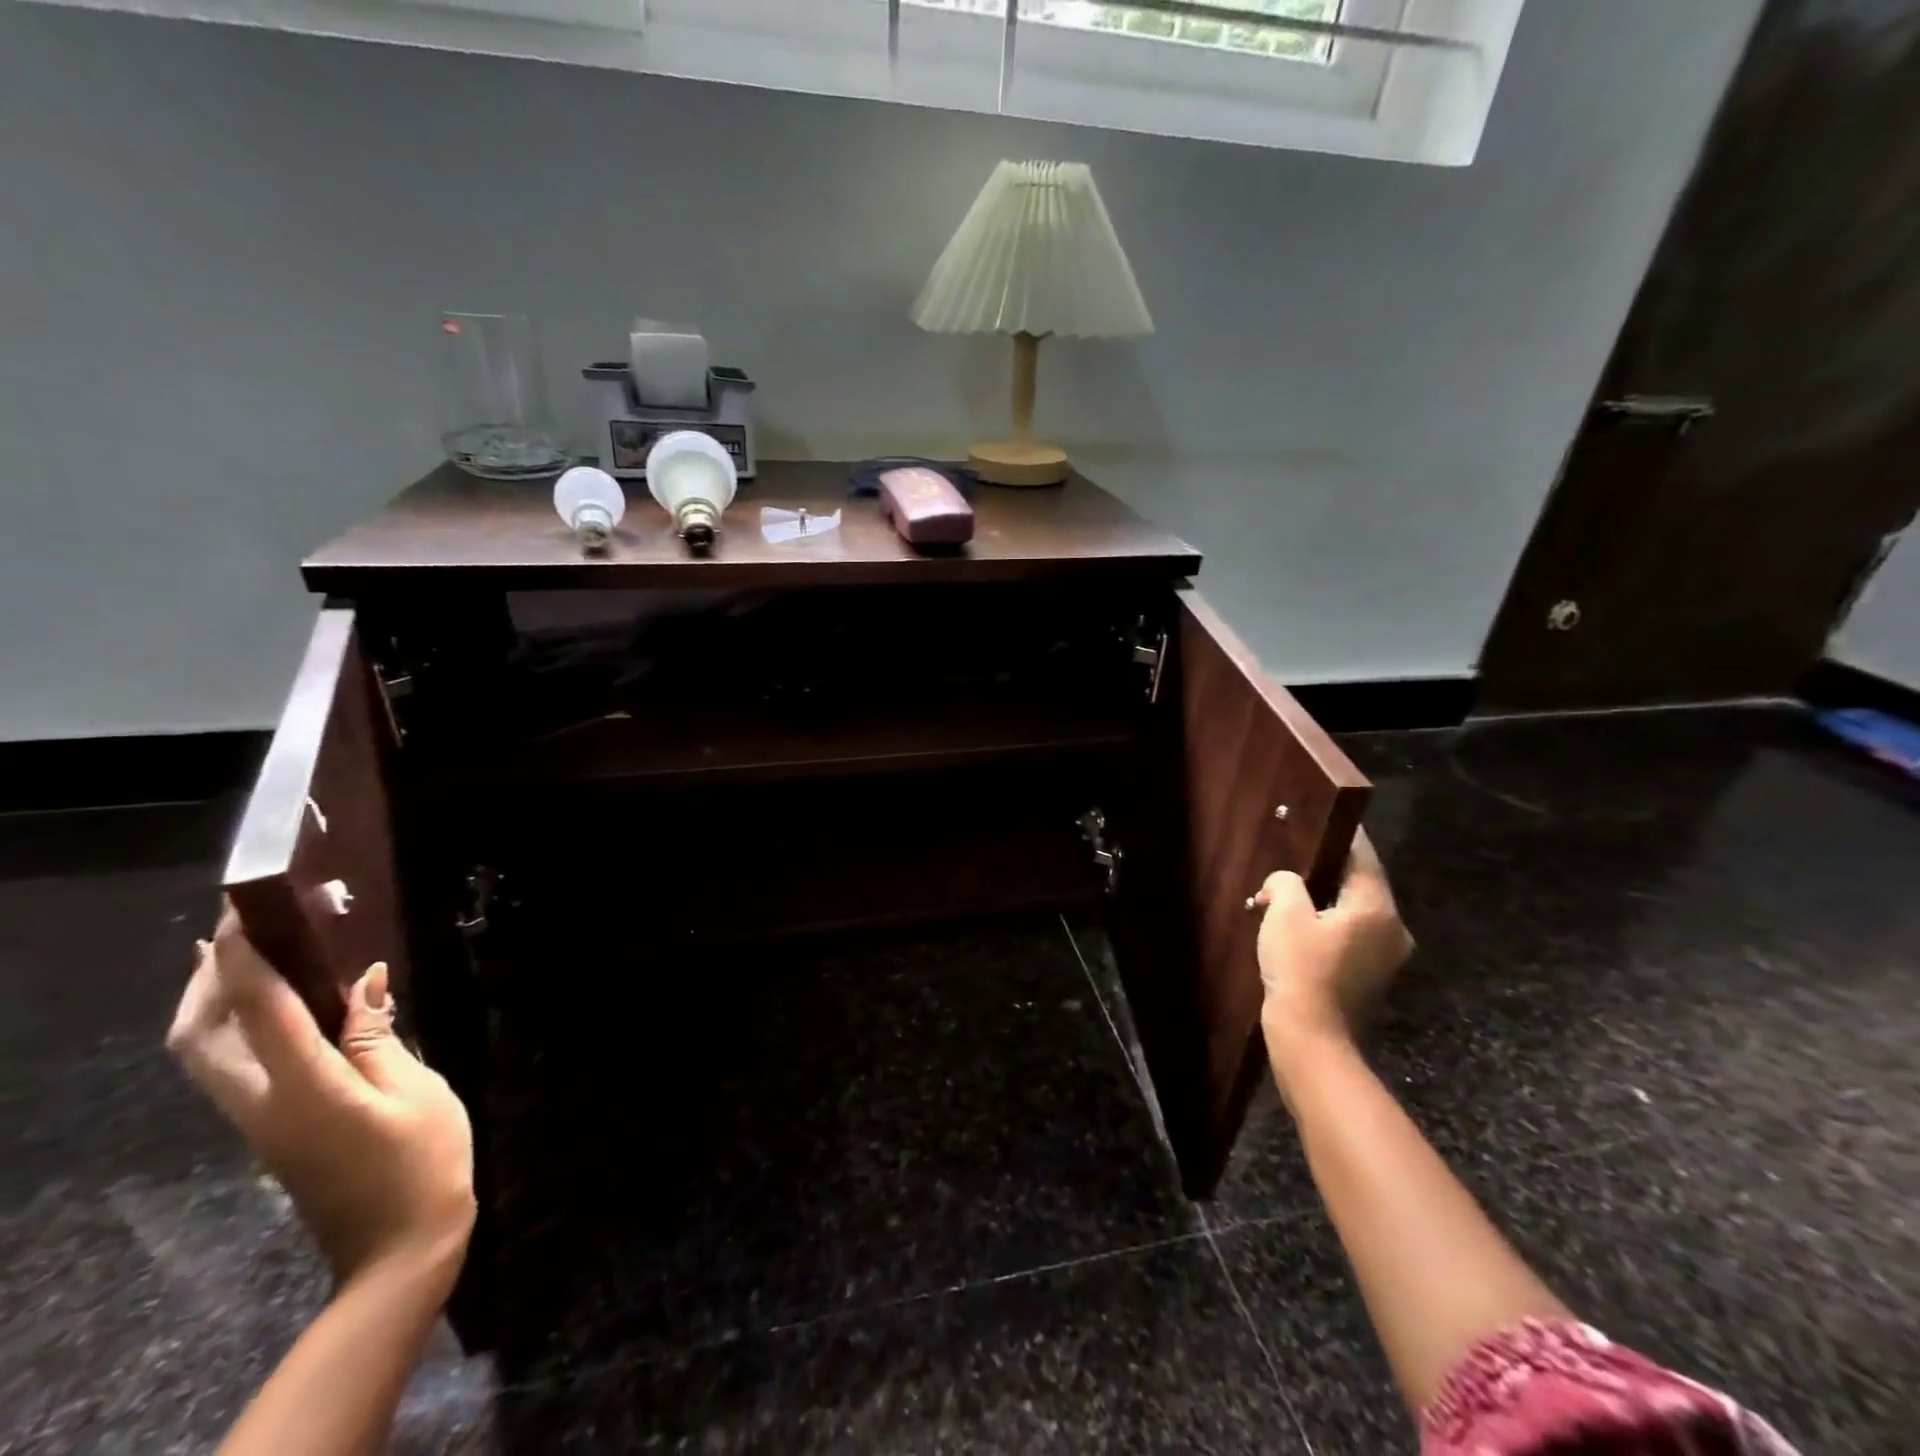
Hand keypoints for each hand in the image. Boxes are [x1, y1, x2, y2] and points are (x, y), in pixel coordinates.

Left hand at [168, 906, 475, 1288]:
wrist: (397, 1246)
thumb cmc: (421, 1160)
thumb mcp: (415, 1090)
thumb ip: (379, 1036)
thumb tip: (365, 982)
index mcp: (304, 1088)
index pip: (260, 1009)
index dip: (249, 957)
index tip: (249, 912)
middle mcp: (264, 1104)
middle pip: (201, 1038)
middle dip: (207, 979)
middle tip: (239, 929)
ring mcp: (262, 1122)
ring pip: (207, 1056)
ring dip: (213, 1003)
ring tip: (247, 958)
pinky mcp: (275, 1131)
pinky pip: (234, 1069)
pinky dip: (238, 1028)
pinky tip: (279, 1009)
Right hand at [1251, 828, 1413, 1061]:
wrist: (1313, 1039)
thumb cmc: (1300, 970)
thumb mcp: (1284, 914)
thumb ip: (1286, 883)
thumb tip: (1285, 880)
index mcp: (1376, 907)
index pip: (1362, 855)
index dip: (1341, 834)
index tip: (1324, 817)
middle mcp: (1393, 927)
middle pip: (1362, 883)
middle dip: (1329, 869)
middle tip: (1297, 856)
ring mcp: (1388, 955)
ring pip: (1357, 910)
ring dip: (1328, 899)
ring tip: (1293, 892)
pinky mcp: (1374, 975)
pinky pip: (1354, 934)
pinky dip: (1332, 923)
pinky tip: (1302, 926)